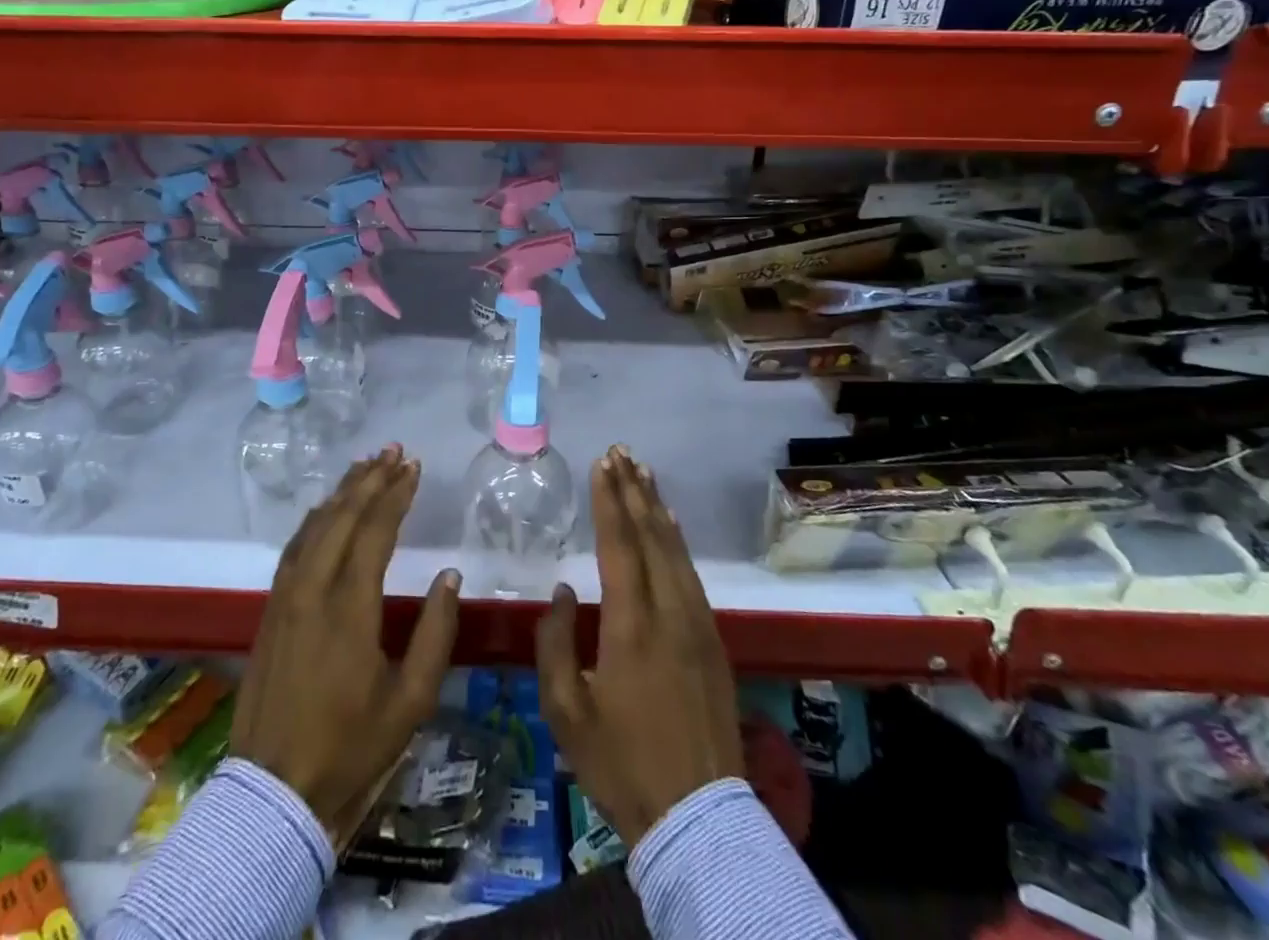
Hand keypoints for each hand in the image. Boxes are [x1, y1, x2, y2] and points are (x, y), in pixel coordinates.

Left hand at [232, 445, 460, 842]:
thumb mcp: (411, 701)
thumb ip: (435, 634)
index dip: (396, 494)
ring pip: (314, 527)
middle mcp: (313, 590)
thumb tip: (449, 577)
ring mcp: (285, 598)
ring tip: (365, 467)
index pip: (375, 531)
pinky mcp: (270, 611)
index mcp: (350, 608)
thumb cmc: (351, 747)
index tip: (414, 467)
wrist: (275, 793)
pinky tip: (325, 510)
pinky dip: (314, 519)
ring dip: (341, 493)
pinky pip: (294, 547)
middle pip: (342, 517)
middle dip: (370, 479)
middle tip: (393, 451)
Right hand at [535, 447, 743, 846]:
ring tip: (644, 473)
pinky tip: (670, 526)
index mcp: (631, 625)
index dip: (609, 501)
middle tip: (622, 452)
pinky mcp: (713, 641)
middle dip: (634, 490)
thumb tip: (563, 592)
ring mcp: (697, 624)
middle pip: (651, 536)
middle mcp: (669, 612)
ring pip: (675, 550)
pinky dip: (678, 541)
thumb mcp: (566, 712)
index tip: (602, 464)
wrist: (697, 817)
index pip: (619, 545)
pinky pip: (692, 574)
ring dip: (657, 508)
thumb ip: (554, 644)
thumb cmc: (622, 763)